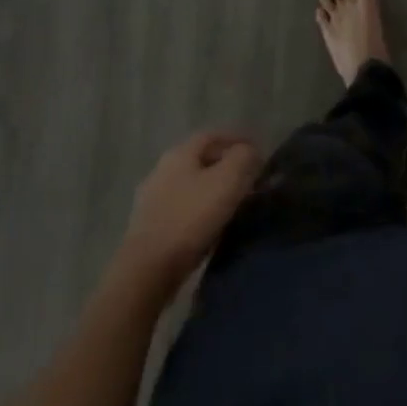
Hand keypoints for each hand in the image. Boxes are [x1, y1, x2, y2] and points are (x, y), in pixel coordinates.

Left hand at [116, 130, 261, 296]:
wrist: (147, 270)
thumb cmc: (190, 217)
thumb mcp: (228, 180)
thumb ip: (243, 158)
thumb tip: (250, 151)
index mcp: (180, 153)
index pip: (213, 135)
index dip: (237, 139)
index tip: (259, 152)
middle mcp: (162, 169)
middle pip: (201, 159)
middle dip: (227, 165)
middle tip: (250, 178)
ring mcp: (152, 199)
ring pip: (192, 185)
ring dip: (214, 189)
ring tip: (236, 202)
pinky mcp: (150, 227)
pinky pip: (184, 208)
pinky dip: (202, 210)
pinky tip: (213, 224)